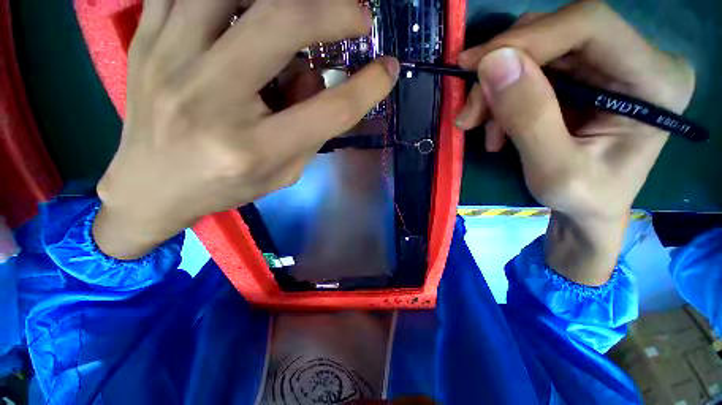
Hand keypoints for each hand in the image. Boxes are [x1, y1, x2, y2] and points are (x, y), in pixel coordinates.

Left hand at [93, 0, 399, 259]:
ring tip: (308, 10)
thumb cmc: (225, 186)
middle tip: (361, 17)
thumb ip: (311, 133)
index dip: (367, 87)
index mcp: (254, 148)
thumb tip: (319, 76)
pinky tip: (253, 11)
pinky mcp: (147, 37)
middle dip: (335, 12)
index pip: (329, 110)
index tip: (388, 70)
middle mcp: (211, 98)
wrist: (150, 185)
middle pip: (281, 24)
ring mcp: (170, 58)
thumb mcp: (282, 174)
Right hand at [456, 0, 694, 283]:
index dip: (525, 37)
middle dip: (501, 70)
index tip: (473, 67)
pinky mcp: (578, 82)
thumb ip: (526, 113)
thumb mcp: (554, 169)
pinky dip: (502, 96)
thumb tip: (491, 62)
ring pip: (537, 53)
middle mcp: (634, 61)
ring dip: (496, 88)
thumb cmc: (581, 207)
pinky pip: (531, 71)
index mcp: (651, 80)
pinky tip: (492, 125)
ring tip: (476, 126)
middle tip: (466, 111)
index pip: (585, 24)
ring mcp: (606, 69)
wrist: (589, 220)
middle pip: (556, 35)